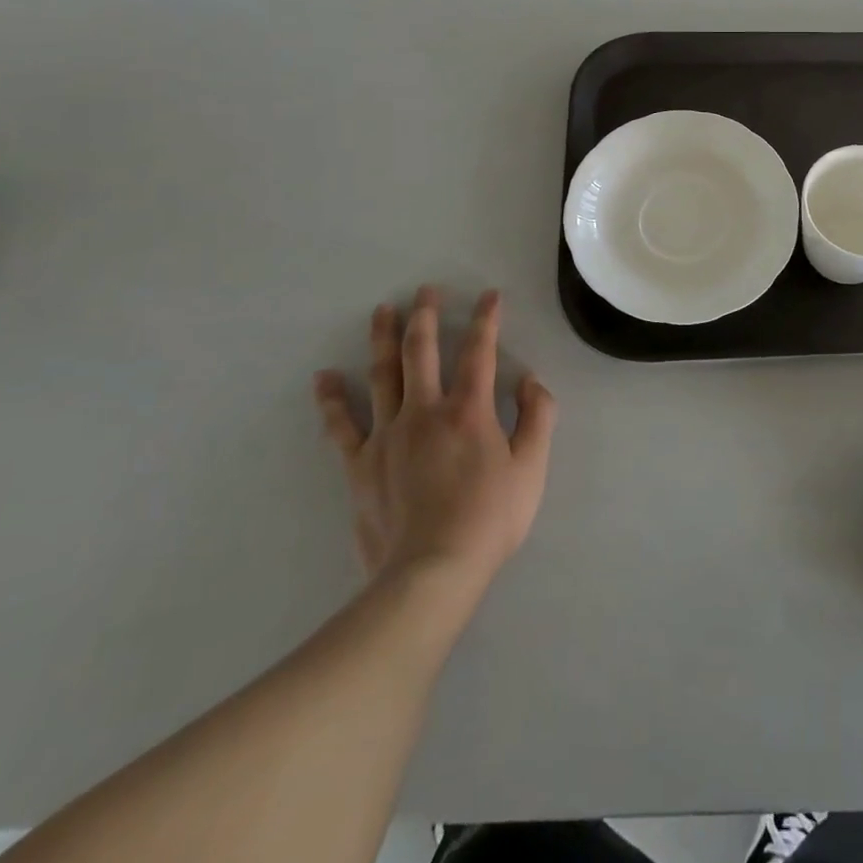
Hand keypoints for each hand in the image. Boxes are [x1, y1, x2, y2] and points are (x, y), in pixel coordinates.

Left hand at [314, 286, 555, 586]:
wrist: (432, 572)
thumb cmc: (490, 518)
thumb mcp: (533, 467)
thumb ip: (538, 417)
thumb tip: (530, 380)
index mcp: (469, 410)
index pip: (480, 351)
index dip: (486, 320)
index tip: (490, 296)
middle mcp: (425, 411)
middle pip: (422, 352)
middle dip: (426, 316)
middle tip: (425, 290)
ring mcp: (387, 436)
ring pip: (383, 375)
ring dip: (383, 339)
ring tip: (382, 311)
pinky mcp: (360, 465)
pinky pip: (342, 426)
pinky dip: (332, 400)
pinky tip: (324, 377)